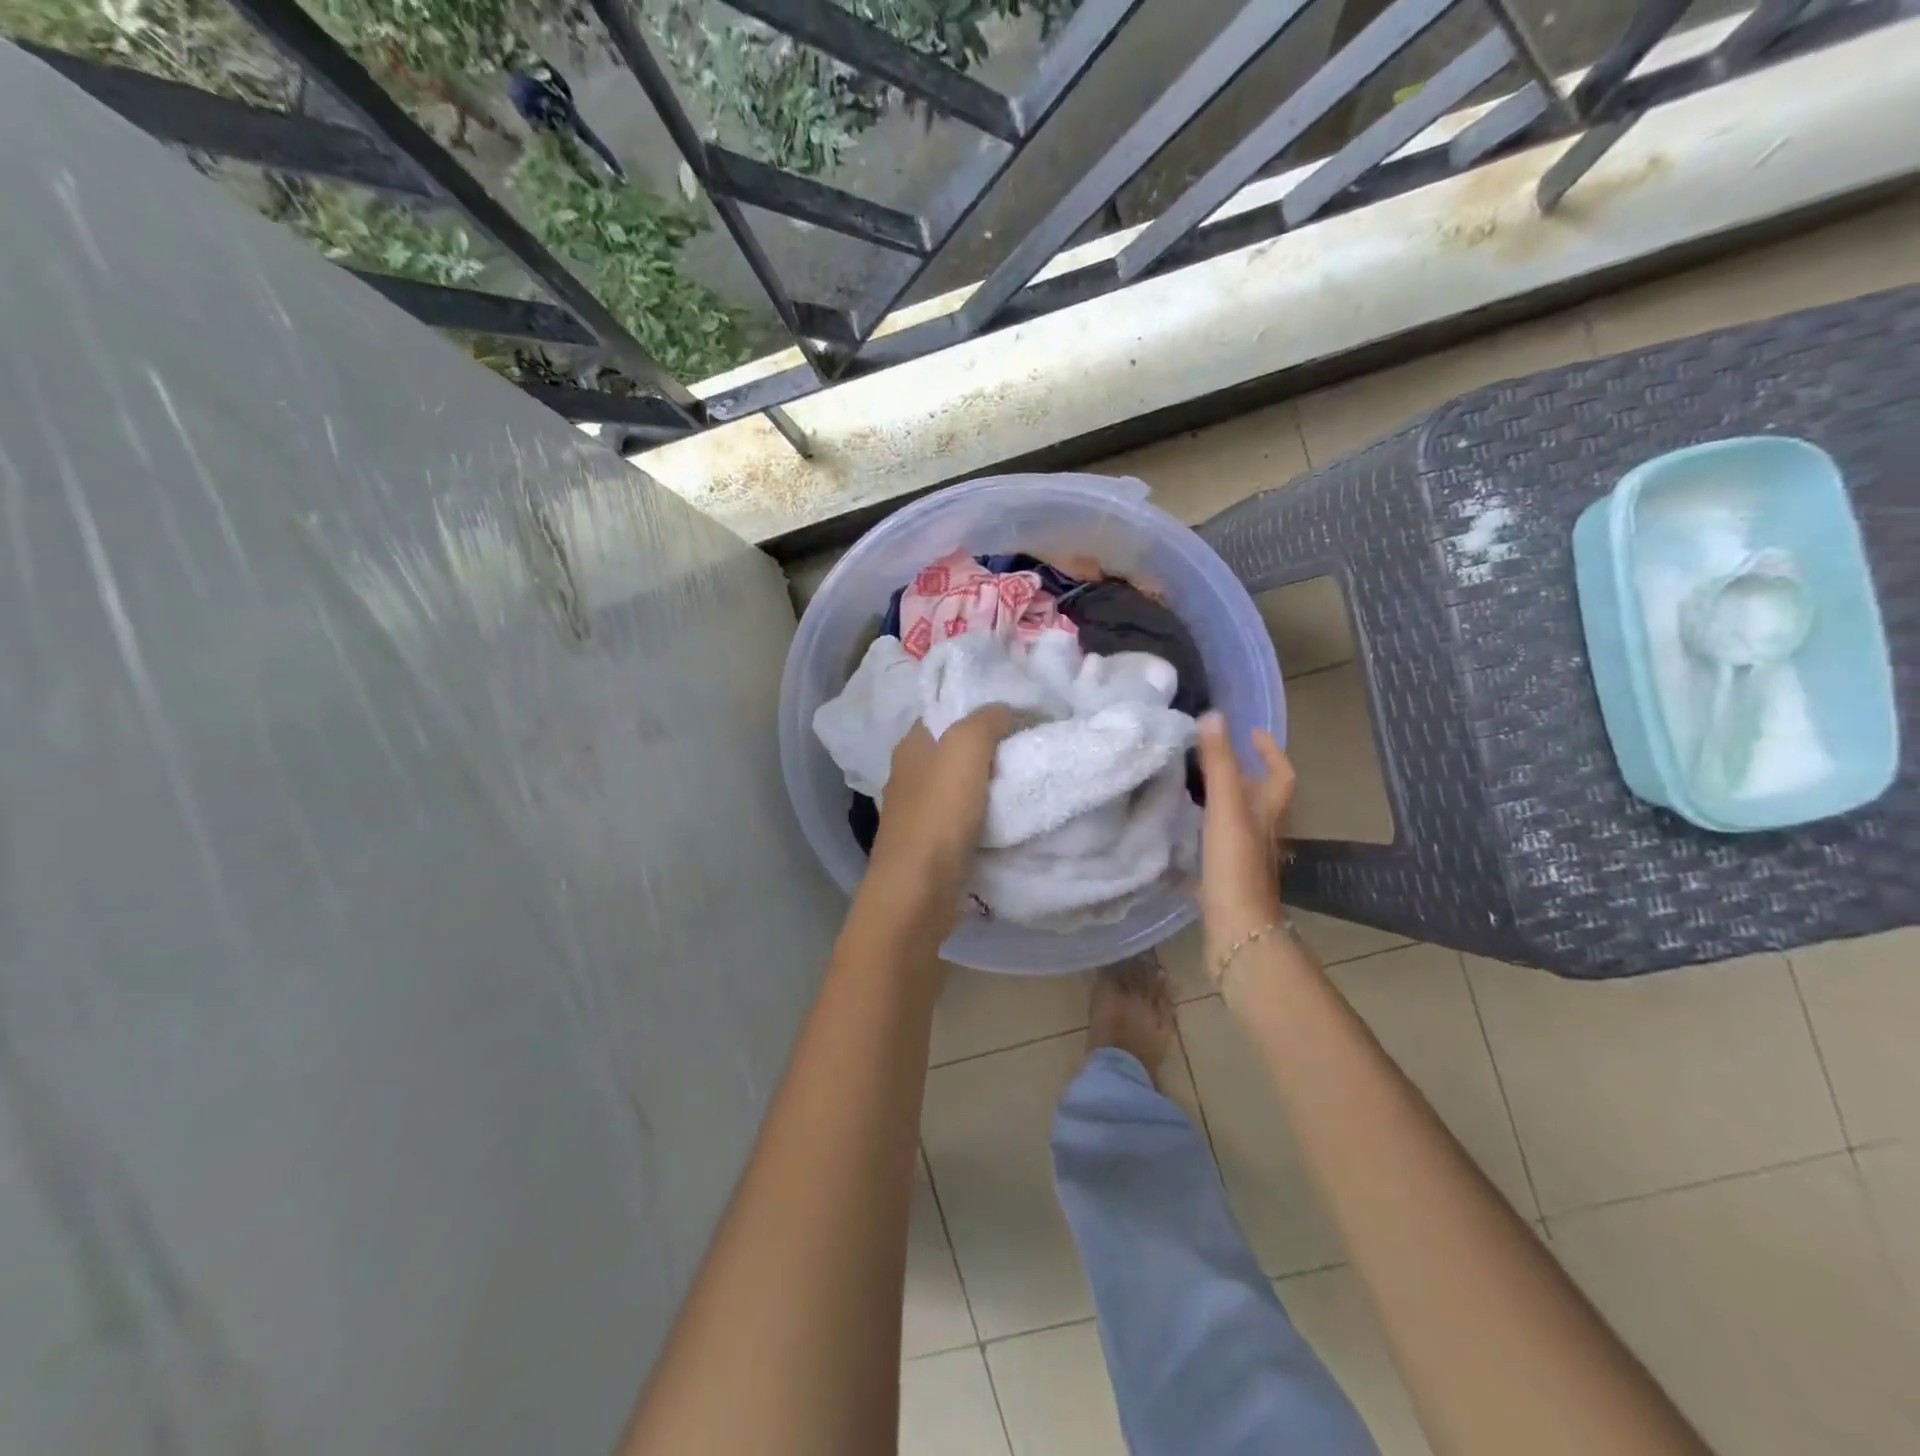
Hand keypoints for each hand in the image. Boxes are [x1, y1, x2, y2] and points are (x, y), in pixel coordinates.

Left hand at [862, 706, 1012, 934]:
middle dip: (989, 747)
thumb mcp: (965, 747)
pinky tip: (1010, 817)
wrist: (919, 890)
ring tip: (1027, 778)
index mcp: (910, 746)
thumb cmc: (939, 812)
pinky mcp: (931, 845)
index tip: (1018, 714)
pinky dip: (985, 815)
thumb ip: (986, 720)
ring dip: (989, 784)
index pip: (945, 713)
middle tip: (1030, 745)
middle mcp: (909, 775)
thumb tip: (1004, 711)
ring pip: (960, 786)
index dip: (979, 709)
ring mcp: (918, 813)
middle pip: (954, 750)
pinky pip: (964, 818)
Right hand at [1194, 712, 1294, 981]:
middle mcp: (1263, 832)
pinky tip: (1184, 831)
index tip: (1251, 732)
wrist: (1238, 930)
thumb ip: (1220, 764)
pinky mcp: (1229, 877)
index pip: (1280, 774)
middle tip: (1211, 755)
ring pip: (1240, 820)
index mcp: (1268, 813)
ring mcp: (1247, 858)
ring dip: (1223, 801)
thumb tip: (1214, 715)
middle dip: (1242, 773)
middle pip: (1260, 797)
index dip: (1269, 751)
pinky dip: (1207, 829)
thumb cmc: (1236, 866)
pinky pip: (1220, 844)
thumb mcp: (1226, 808)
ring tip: (1192, 786)